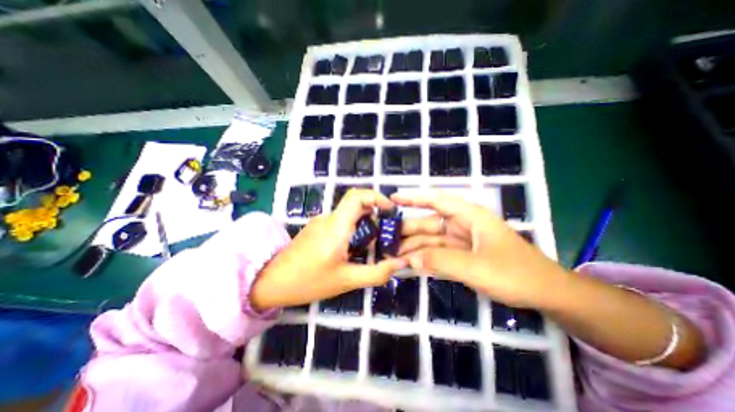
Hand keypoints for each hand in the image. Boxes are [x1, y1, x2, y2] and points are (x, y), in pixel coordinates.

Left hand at [253, 188, 408, 308]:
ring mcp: (321, 222)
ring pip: (349, 215)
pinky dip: (353, 230)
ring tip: (370, 247)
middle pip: (356, 204)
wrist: (271, 281)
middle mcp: (329, 218)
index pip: (357, 196)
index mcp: (336, 226)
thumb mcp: (347, 280)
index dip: (376, 197)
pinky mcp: (317, 228)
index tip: (390, 211)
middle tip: (385, 235)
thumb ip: (377, 272)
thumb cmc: (308, 281)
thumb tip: (400, 263)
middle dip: (375, 215)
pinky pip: (340, 222)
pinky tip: (352, 250)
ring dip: (364, 225)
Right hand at [393, 191, 570, 309]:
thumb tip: (410, 259)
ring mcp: (461, 241)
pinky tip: (410, 265)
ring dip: (413, 248)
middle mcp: (462, 225)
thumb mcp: (476, 268)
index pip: (436, 200)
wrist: (546, 293)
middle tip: (385, 240)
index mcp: (469, 216)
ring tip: (392, 256)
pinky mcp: (461, 255)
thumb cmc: (515, 274)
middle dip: (407, 231)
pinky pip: (438, 253)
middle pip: (428, 223)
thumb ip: (441, 261)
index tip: (392, 199)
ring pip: (431, 240)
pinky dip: (424, 259)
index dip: (413, 198)